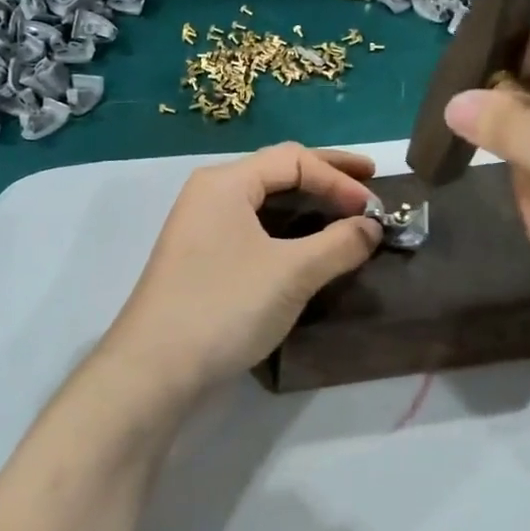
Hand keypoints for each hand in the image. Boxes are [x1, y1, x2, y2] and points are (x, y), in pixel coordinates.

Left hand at [102, 143, 383, 395]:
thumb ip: (339, 244)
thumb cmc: (224, 306)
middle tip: (370, 181)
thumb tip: (371, 228)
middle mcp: (210, 195)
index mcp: (225, 183)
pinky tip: (310, 245)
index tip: (374, 209)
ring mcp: (202, 229)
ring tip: (345, 212)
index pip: (294, 160)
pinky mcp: (203, 260)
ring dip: (309, 205)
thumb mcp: (292, 273)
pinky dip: (288, 230)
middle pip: (277, 172)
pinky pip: (255, 230)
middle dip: (326, 176)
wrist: (155, 369)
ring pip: (265, 203)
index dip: (339, 178)